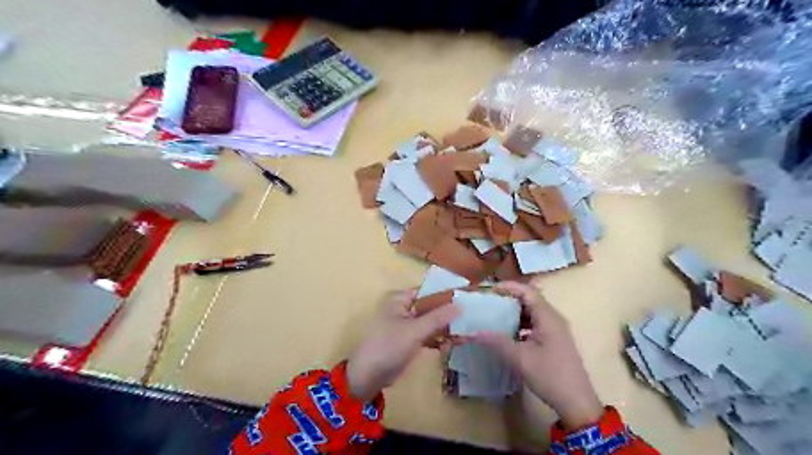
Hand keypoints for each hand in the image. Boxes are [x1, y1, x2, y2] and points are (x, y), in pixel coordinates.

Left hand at [346, 290, 459, 399]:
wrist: (368, 376)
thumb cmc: (389, 346)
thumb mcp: (415, 330)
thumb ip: (438, 317)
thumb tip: (460, 304)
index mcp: (400, 299)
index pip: (428, 291)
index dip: (447, 295)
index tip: (468, 299)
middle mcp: (403, 308)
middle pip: (431, 307)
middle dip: (449, 314)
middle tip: (472, 319)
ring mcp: (407, 325)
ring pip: (431, 322)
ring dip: (447, 328)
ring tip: (467, 334)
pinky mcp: (409, 340)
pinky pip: (428, 335)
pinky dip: (439, 338)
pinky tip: (455, 343)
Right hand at [477, 281, 602, 430]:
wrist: (577, 403)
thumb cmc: (550, 376)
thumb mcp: (520, 358)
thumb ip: (496, 342)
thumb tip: (472, 332)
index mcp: (547, 317)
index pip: (527, 291)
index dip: (508, 287)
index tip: (489, 291)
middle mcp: (553, 318)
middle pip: (529, 299)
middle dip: (508, 299)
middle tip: (488, 304)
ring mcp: (555, 329)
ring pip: (531, 312)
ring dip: (513, 313)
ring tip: (493, 317)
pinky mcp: (554, 340)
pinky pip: (534, 324)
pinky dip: (520, 324)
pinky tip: (507, 334)